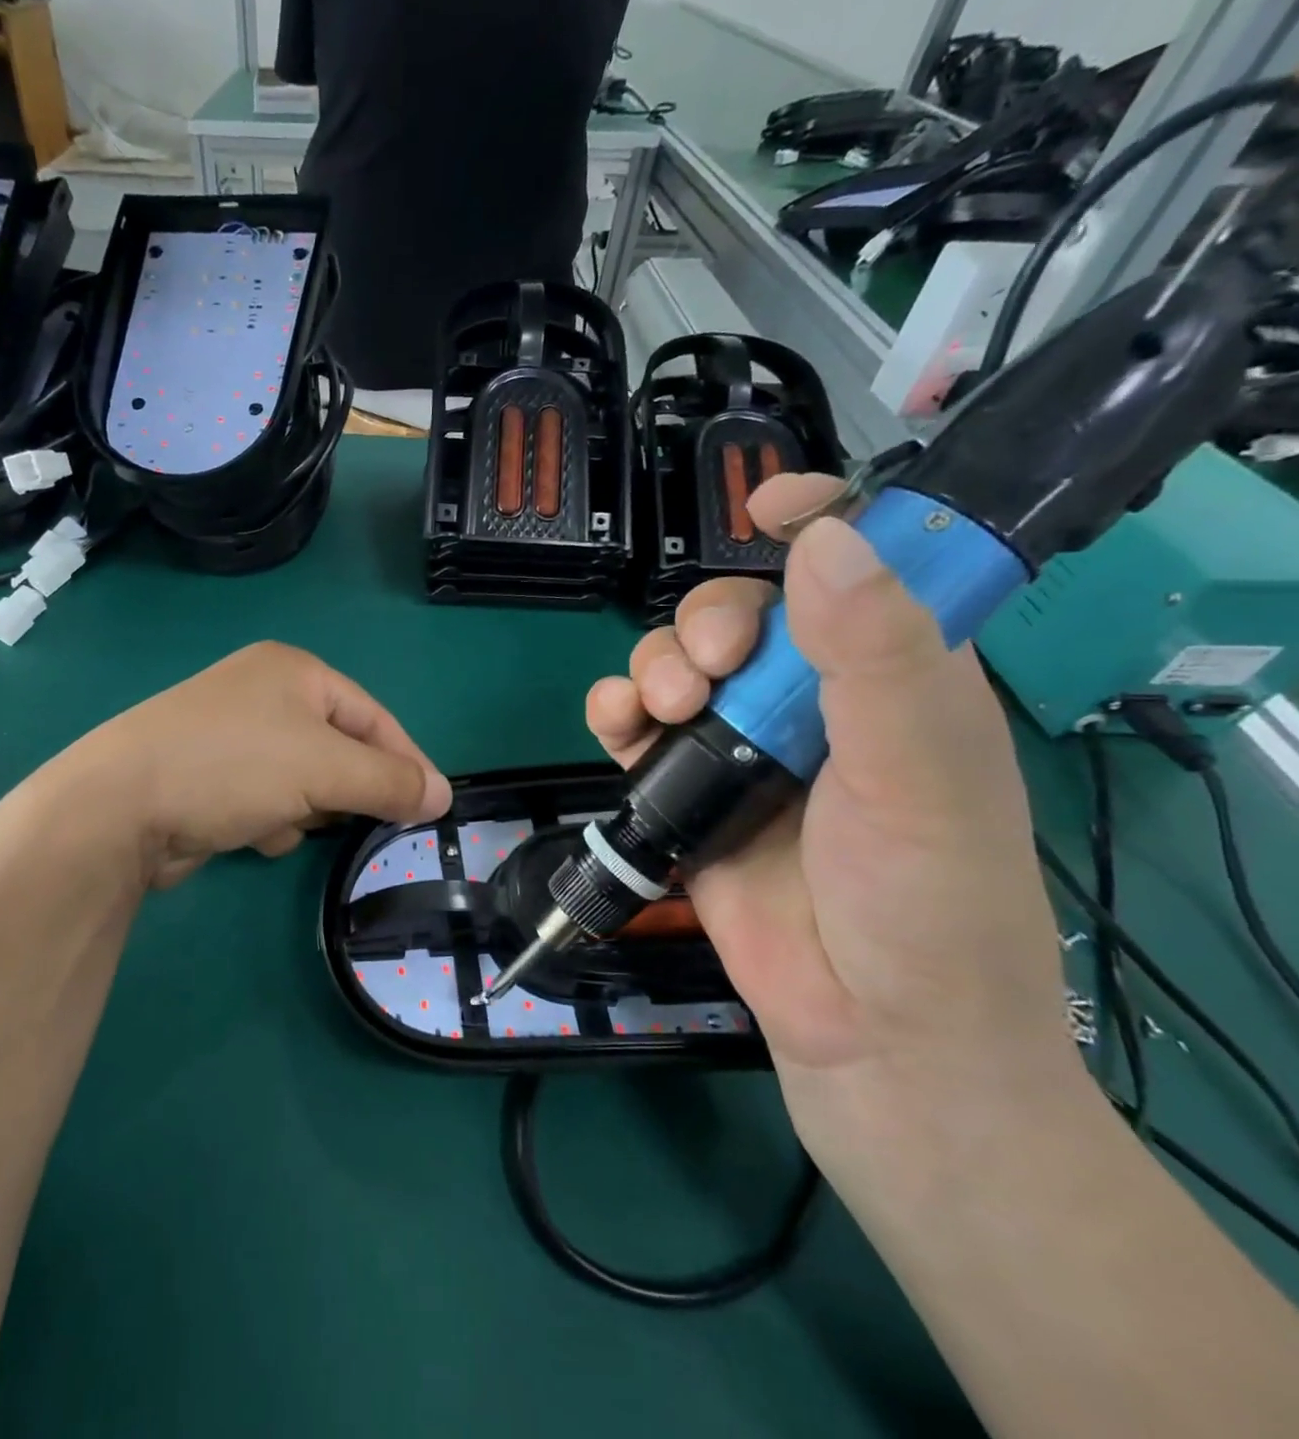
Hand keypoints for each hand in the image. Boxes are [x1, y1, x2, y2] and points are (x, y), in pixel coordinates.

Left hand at [69, 642, 451, 889]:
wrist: (120, 806)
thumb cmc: (234, 767)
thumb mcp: (324, 769)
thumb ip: (389, 781)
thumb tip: (443, 795)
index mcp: (294, 672)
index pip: (373, 716)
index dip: (406, 761)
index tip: (433, 807)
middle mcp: (263, 694)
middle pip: (338, 748)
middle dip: (345, 789)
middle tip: (358, 821)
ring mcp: (232, 735)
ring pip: (303, 780)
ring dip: (305, 808)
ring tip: (287, 822)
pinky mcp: (210, 776)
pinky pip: (267, 799)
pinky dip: (269, 820)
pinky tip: (251, 832)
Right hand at [587, 476, 1085, 1170]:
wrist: (868, 1031)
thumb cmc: (924, 902)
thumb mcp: (920, 772)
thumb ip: (878, 655)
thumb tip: (823, 539)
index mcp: (894, 678)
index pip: (858, 569)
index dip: (818, 522)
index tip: (765, 509)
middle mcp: (813, 703)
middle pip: (740, 615)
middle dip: (707, 624)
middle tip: (708, 670)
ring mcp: (742, 749)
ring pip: (676, 665)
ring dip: (653, 667)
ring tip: (661, 710)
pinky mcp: (687, 792)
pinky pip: (635, 728)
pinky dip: (614, 712)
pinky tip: (616, 724)